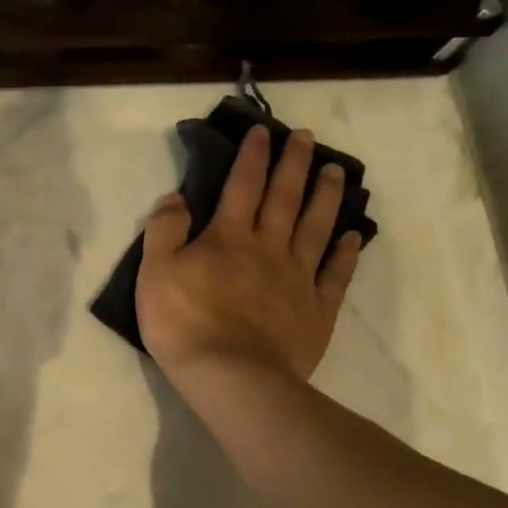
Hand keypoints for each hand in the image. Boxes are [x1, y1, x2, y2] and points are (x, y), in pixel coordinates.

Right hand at [136, 126, 360, 384]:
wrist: (230, 375)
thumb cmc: (183, 323)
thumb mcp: (154, 272)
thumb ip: (164, 230)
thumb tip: (175, 196)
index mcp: (228, 237)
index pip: (242, 185)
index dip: (252, 156)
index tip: (263, 132)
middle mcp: (268, 247)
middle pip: (285, 197)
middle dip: (295, 164)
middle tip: (308, 138)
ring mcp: (297, 278)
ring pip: (316, 227)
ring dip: (327, 196)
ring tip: (337, 171)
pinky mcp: (316, 309)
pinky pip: (335, 274)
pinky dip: (346, 252)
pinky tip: (353, 236)